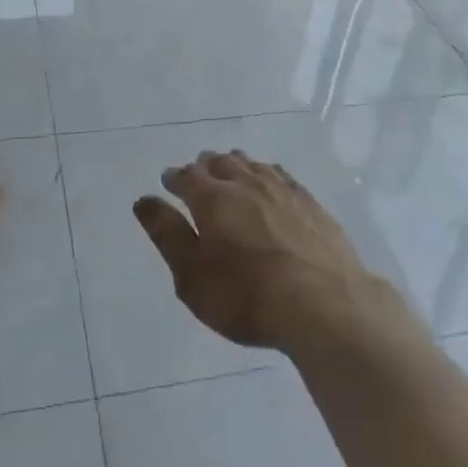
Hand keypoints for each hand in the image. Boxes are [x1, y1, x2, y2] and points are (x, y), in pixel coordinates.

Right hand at [134, 150, 390, 352]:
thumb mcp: (193, 277)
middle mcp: (245, 182)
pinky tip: (269, 183)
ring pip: (250, 164)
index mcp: (212, 198)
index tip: (169, 183)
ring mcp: (281, 188)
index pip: (186, 176)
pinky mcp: (309, 201)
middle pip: (219, 162)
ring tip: (230, 174)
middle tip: (198, 176)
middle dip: (204, 167)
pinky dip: (266, 174)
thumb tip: (143, 200)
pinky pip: (280, 175)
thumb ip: (167, 235)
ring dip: (235, 166)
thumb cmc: (248, 298)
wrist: (324, 304)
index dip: (174, 178)